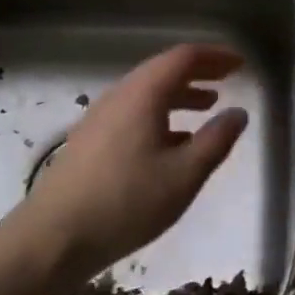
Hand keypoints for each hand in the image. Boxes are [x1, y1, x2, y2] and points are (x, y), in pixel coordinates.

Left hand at [24, 43, 248, 277]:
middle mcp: (119, 96)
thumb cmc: (126, 202)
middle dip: (198, 72)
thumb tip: (238, 113)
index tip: (240, 63)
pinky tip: (174, 141)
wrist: (53, 238)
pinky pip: (133, 112)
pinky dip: (161, 114)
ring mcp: (99, 118)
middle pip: (162, 70)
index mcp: (142, 95)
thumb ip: (216, 140)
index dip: (215, 56)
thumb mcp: (184, 175)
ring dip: (180, 94)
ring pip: (146, 93)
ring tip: (208, 106)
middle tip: (228, 78)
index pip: (183, 57)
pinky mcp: (90, 140)